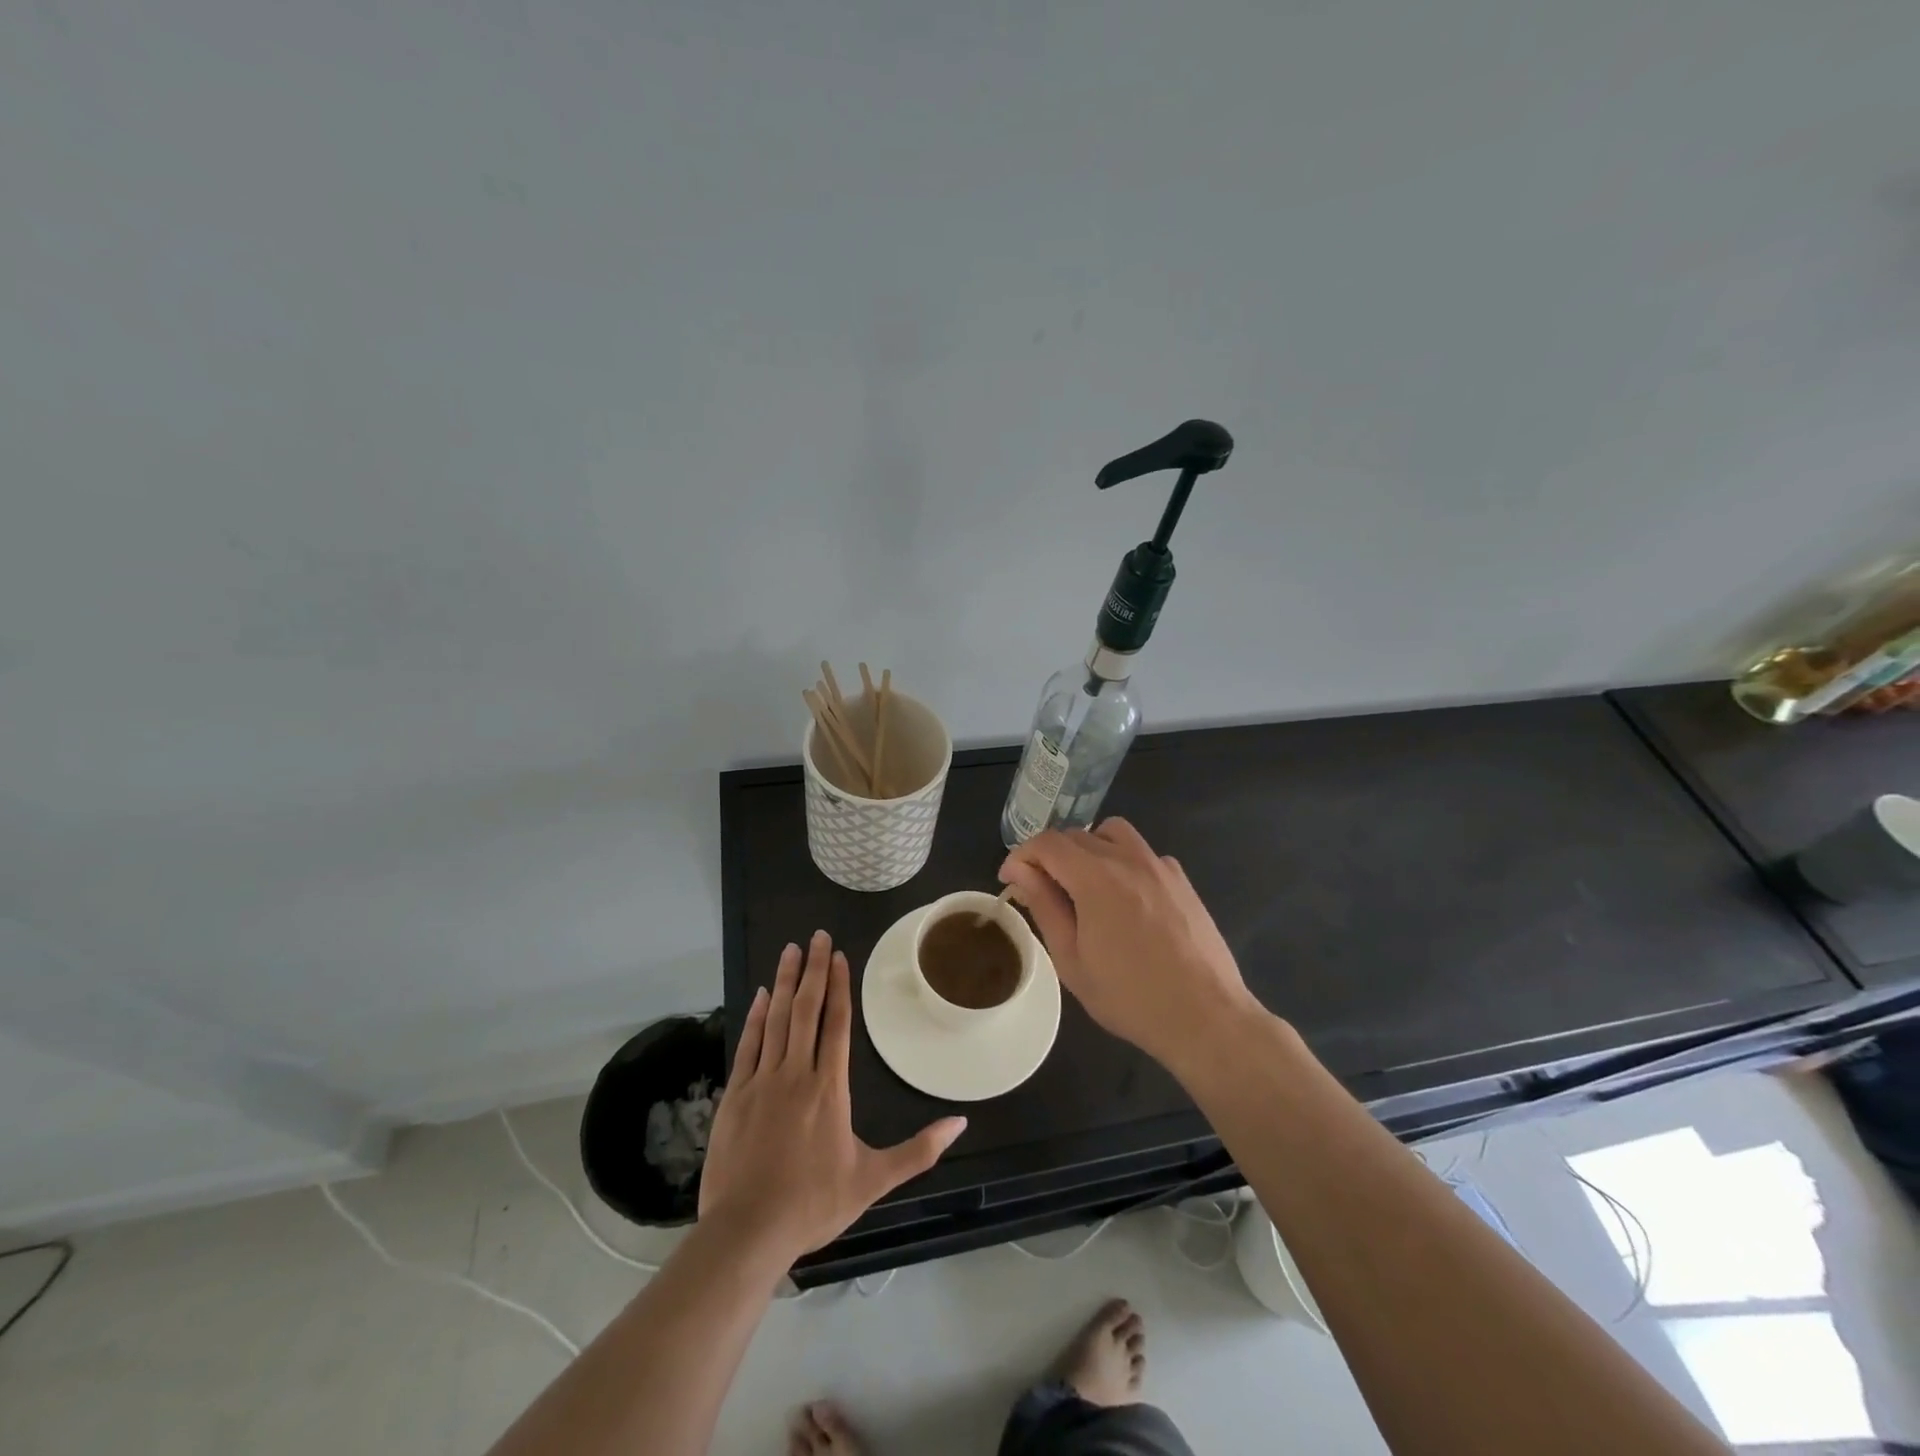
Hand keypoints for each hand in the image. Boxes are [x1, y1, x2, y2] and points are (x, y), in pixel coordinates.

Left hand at [698, 930, 966, 1263]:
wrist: (747, 1232)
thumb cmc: (813, 1204)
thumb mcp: (873, 1180)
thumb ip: (918, 1150)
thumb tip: (960, 1122)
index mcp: (829, 1088)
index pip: (836, 1024)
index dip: (839, 987)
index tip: (839, 956)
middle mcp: (796, 1073)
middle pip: (806, 1010)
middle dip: (812, 970)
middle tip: (816, 936)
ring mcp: (762, 1081)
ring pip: (776, 1019)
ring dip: (785, 982)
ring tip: (790, 950)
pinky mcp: (735, 1095)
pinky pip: (748, 1044)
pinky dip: (756, 1016)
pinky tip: (761, 995)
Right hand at [999, 819, 1260, 1073]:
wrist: (1206, 1016)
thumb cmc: (1130, 997)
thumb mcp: (1072, 960)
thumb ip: (1044, 906)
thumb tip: (1020, 871)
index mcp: (1096, 877)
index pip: (1046, 843)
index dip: (1021, 856)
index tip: (1011, 881)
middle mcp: (1128, 859)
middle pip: (1076, 835)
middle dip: (1049, 856)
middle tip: (1041, 892)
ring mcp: (1159, 865)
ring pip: (1111, 833)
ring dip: (1087, 849)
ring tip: (1082, 885)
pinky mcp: (1181, 879)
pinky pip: (1141, 852)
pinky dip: (1121, 861)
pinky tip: (1123, 899)